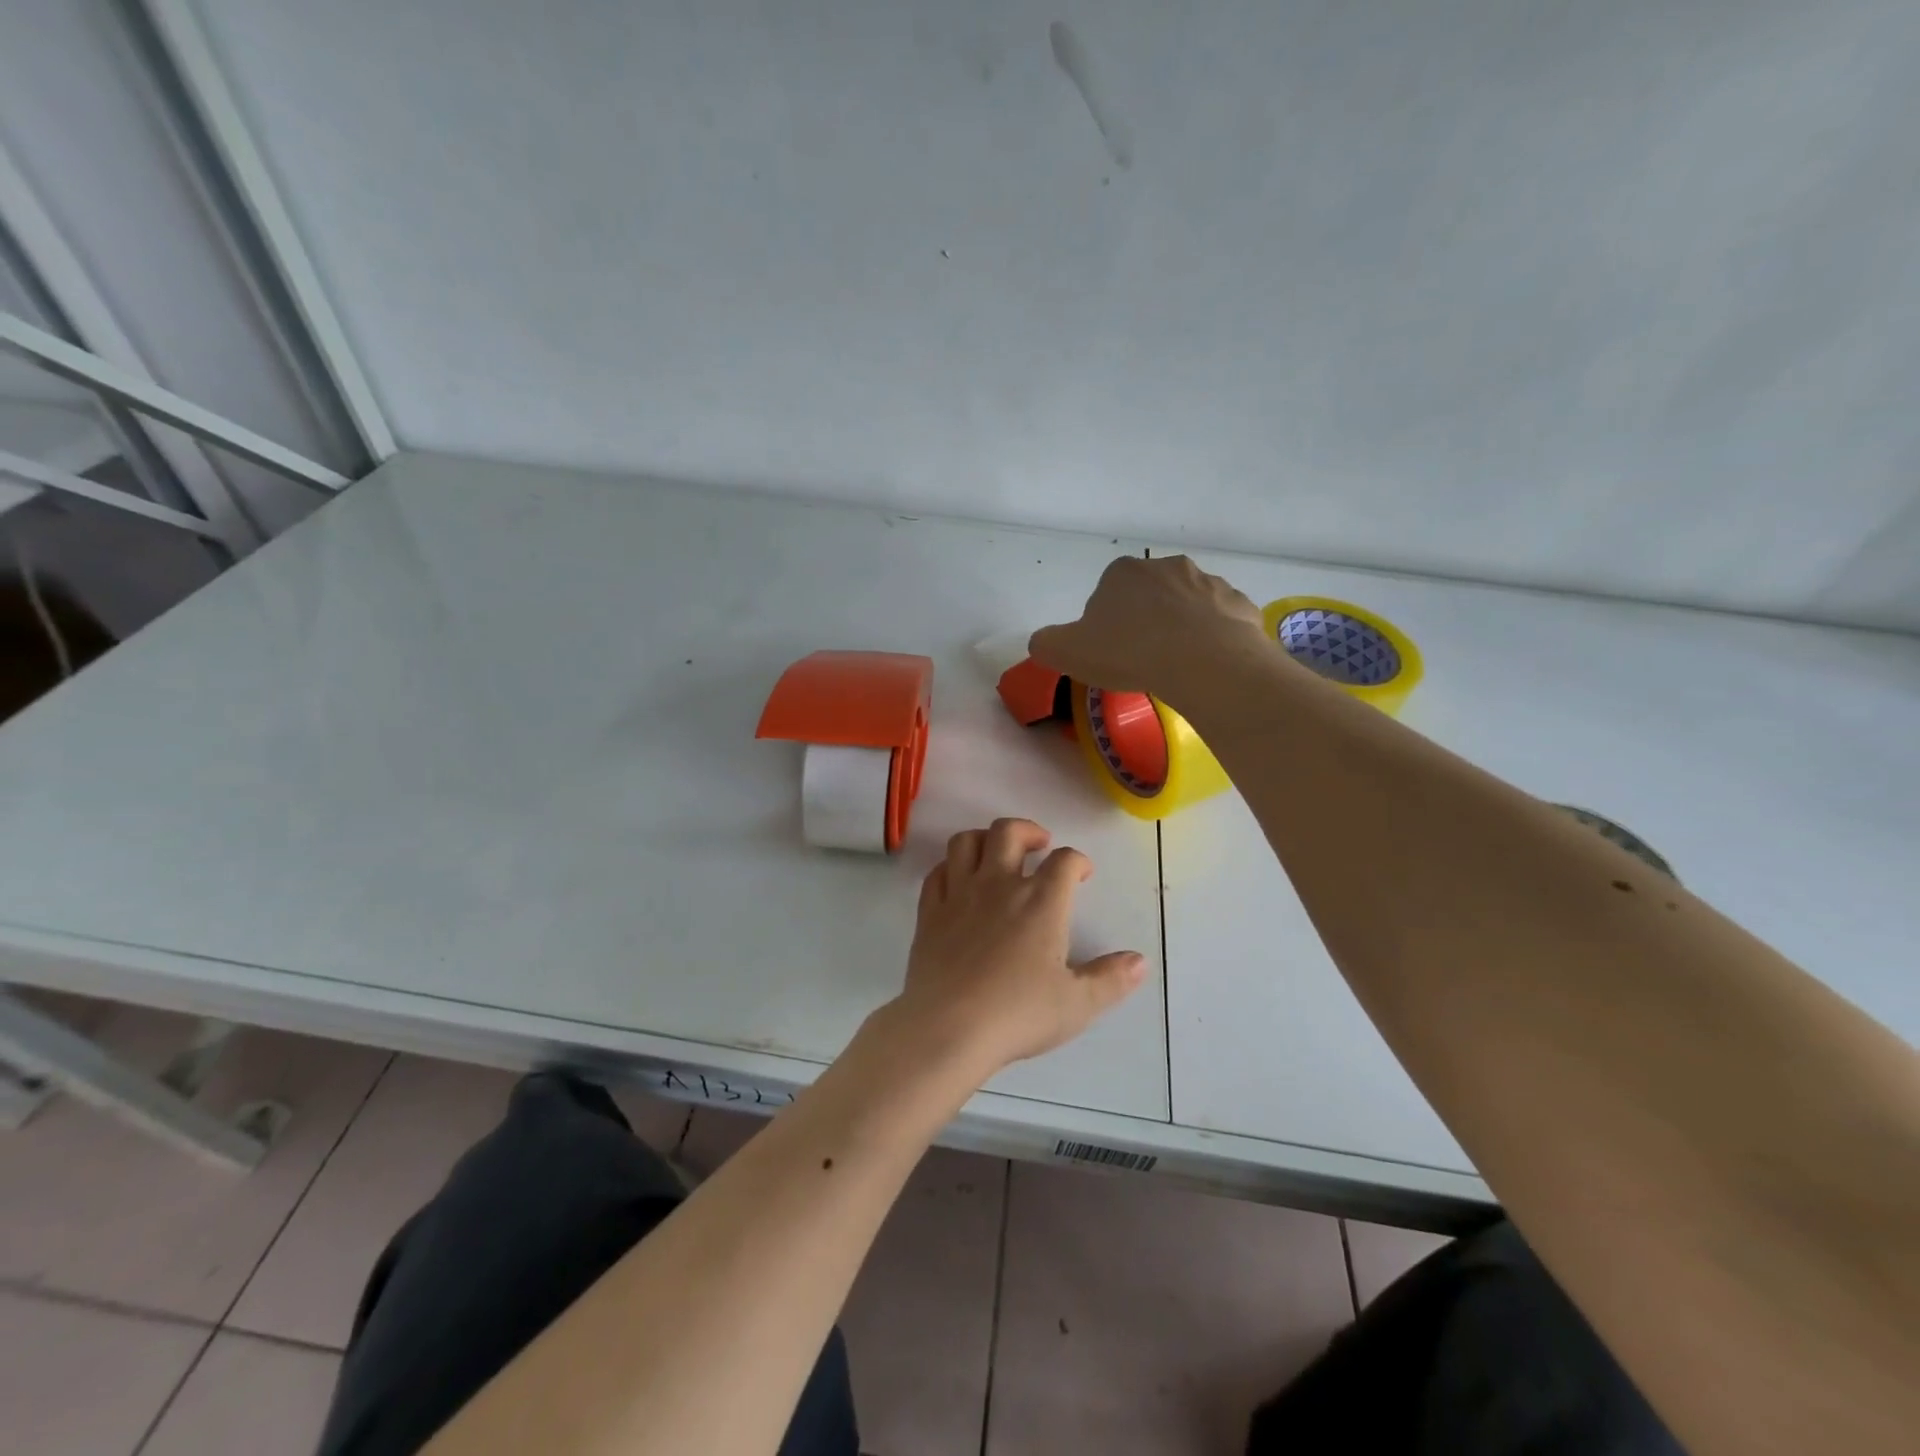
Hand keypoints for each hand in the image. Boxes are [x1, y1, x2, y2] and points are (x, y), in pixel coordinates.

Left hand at [889, 818, 1146, 1075]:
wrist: (948, 1028)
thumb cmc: (1018, 1014)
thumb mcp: (1077, 1004)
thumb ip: (1110, 979)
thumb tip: (1140, 962)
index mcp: (1041, 902)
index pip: (1065, 861)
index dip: (1078, 860)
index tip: (1082, 873)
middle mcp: (999, 886)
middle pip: (1009, 832)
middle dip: (1028, 830)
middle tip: (1039, 845)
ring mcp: (959, 895)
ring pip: (966, 842)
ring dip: (984, 838)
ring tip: (997, 852)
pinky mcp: (930, 912)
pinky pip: (937, 873)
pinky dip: (950, 867)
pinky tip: (958, 880)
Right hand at [1028, 555, 1267, 704]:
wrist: (1204, 663)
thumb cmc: (1129, 652)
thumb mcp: (1066, 652)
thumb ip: (1045, 643)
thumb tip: (1043, 642)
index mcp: (1123, 572)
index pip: (1106, 594)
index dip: (1104, 625)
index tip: (1109, 652)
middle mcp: (1167, 567)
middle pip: (1149, 596)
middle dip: (1145, 621)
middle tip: (1141, 660)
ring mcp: (1209, 583)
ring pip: (1188, 607)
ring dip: (1181, 628)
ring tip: (1177, 666)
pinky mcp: (1240, 605)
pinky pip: (1221, 622)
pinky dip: (1214, 639)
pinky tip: (1207, 666)